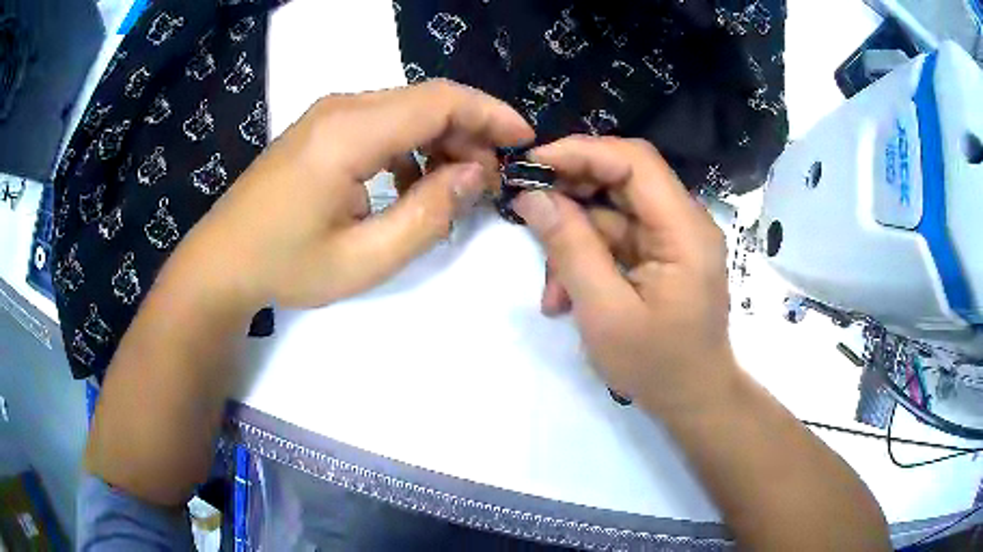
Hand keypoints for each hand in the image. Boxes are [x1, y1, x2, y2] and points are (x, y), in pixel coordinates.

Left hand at [175, 80, 533, 313]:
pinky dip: (411, 146)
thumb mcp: (365, 258)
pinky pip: (382, 122)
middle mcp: (341, 109)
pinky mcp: (321, 128)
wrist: (221, 262)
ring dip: (441, 140)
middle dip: (470, 132)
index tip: (524, 142)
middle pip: (427, 100)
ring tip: (456, 187)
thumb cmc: (285, 266)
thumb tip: (477, 173)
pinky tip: (409, 185)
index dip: (490, 115)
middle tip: (491, 179)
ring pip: (406, 109)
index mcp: (349, 133)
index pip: (440, 101)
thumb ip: (429, 214)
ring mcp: (328, 115)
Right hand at [512, 136, 734, 413]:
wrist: (693, 399)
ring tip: (553, 291)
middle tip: (527, 213)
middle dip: (570, 196)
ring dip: (574, 242)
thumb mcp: (604, 312)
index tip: (531, 165)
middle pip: (621, 179)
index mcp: (684, 230)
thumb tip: (531, 195)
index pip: (634, 161)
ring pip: (611, 212)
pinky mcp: (660, 254)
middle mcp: (683, 221)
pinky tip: (566, 297)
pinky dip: (587, 260)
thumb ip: (569, 248)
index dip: (581, 152)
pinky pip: (616, 239)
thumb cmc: (656, 366)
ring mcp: (672, 238)